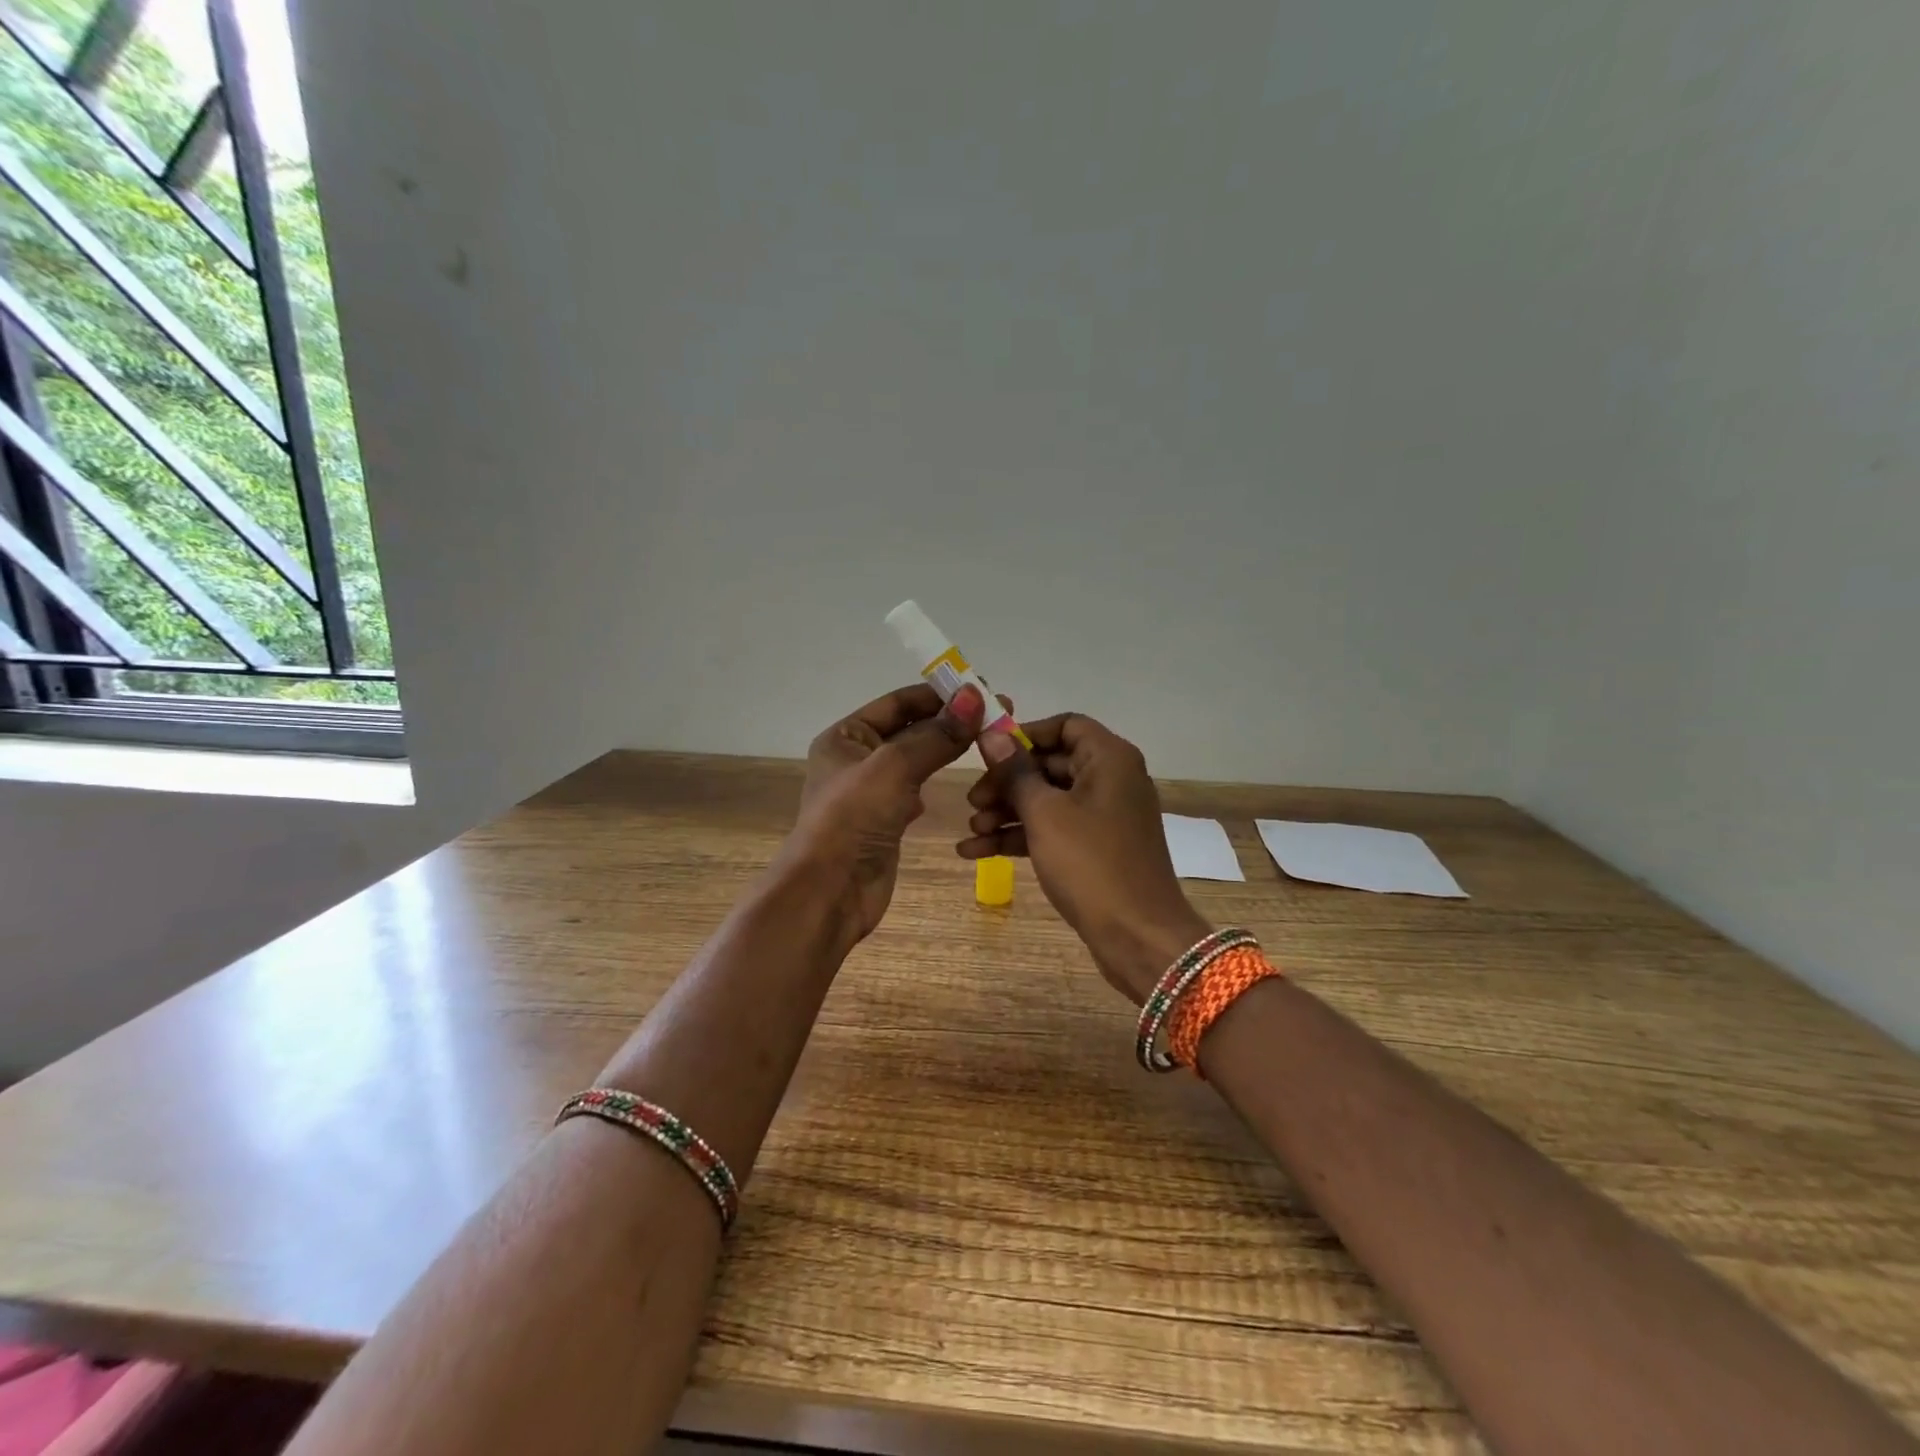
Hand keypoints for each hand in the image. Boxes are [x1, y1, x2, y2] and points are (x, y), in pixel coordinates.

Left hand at [788, 682, 986, 944]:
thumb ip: (937, 734)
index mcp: (846, 736)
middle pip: (910, 729)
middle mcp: (856, 758)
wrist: (829, 893)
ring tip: (989, 741)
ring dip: (946, 749)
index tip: (984, 689)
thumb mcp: (894, 768)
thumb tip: (976, 695)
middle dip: (950, 721)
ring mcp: (871, 792)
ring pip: (916, 760)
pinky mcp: (885, 821)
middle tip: (999, 714)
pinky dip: (934, 782)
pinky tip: (956, 779)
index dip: (941, 694)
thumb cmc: (853, 819)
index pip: (899, 702)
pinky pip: (915, 790)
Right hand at [958, 714, 1210, 1003]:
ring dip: (1007, 813)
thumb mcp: (1045, 814)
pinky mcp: (1095, 849)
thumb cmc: (1091, 864)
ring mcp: (1104, 817)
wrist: (1137, 937)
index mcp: (1109, 759)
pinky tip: (977, 852)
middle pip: (1050, 764)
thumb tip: (990, 733)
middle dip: (1006, 782)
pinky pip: (1053, 830)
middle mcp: (1111, 780)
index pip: (1065, 725)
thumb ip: (1015, 772)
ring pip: (1048, 801)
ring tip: (971, 830)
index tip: (989, 753)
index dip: (1025, 735)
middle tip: (972, 801)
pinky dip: (1021, 837)